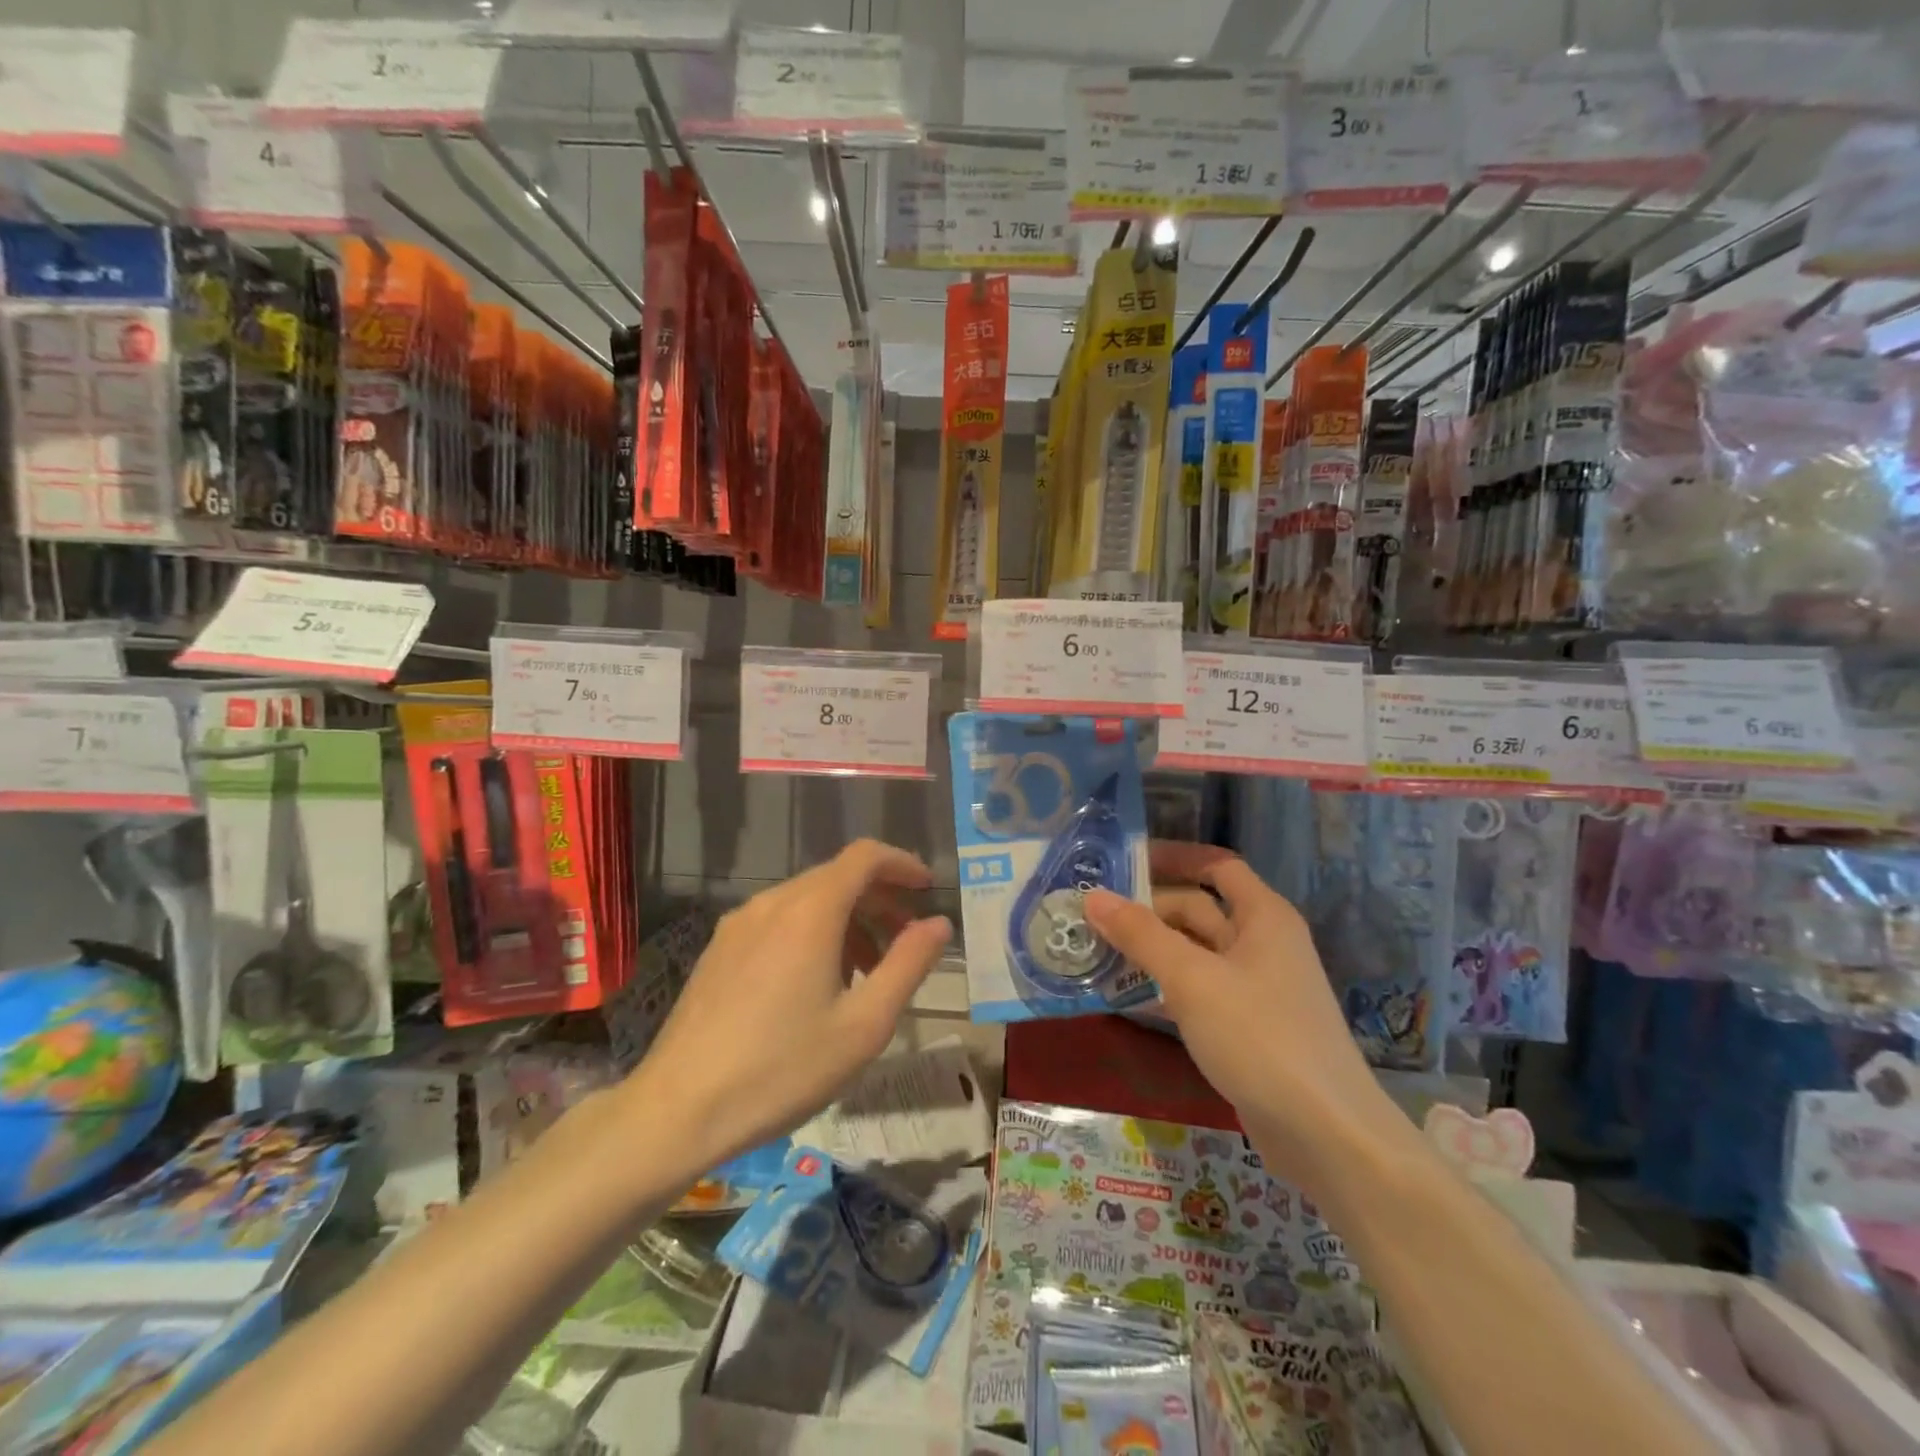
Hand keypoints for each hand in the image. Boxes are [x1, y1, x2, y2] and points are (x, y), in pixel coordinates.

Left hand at [634, 839, 952, 1173]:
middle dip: (879, 900)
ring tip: (867, 973)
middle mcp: (772, 903)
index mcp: (810, 911)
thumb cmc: (782, 1068)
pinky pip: (779, 921)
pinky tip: (818, 984)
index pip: (865, 857)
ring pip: (807, 900)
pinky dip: (813, 933)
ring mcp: (739, 924)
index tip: (927, 889)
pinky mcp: (719, 949)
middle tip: (906, 941)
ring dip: (848, 920)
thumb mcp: (864, 1025)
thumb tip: (939, 923)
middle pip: (837, 877)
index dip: (901, 864)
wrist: (677, 1110)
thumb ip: (908, 965)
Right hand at [1090, 844, 1400, 1177]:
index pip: (1216, 866)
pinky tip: (1126, 996)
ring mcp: (1256, 988)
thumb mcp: (1192, 979)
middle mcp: (1262, 943)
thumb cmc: (1260, 1037)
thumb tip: (1093, 897)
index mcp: (1263, 916)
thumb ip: (1141, 935)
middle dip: (1148, 910)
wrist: (1326, 1135)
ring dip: (1150, 950)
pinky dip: (1164, 987)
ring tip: (1095, 950)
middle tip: (1090, 915)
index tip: (1123, 861)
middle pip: (1198, 909)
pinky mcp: (1247, 1028)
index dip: (1173, 857)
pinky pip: (1198, 991)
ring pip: (1194, 953)